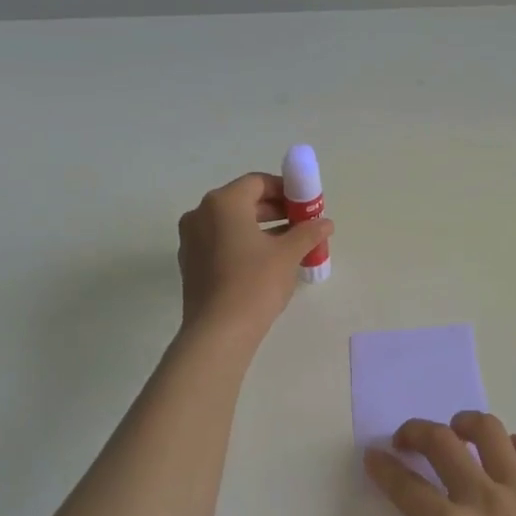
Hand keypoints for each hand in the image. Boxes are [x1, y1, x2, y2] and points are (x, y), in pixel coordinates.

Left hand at [176, 172, 332, 339]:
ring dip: (260, 228)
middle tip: (301, 224)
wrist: (218, 332)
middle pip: (243, 201)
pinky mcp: (190, 263)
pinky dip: (242, 244)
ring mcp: (191, 240)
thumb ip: (308, 232)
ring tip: (289, 245)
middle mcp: (201, 214)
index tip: (305, 205)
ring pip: (231, 223)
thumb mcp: (288, 254)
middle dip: (274, 210)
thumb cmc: (254, 283)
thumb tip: (325, 223)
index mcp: (223, 203)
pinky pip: (220, 242)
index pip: (257, 183)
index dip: (285, 190)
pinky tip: (265, 263)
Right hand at [334, 412, 515, 515]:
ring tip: (454, 432)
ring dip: (464, 423)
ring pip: (490, 433)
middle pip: (442, 442)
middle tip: (403, 441)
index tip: (371, 457)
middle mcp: (485, 500)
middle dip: (415, 432)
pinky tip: (507, 454)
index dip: (382, 467)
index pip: (405, 485)